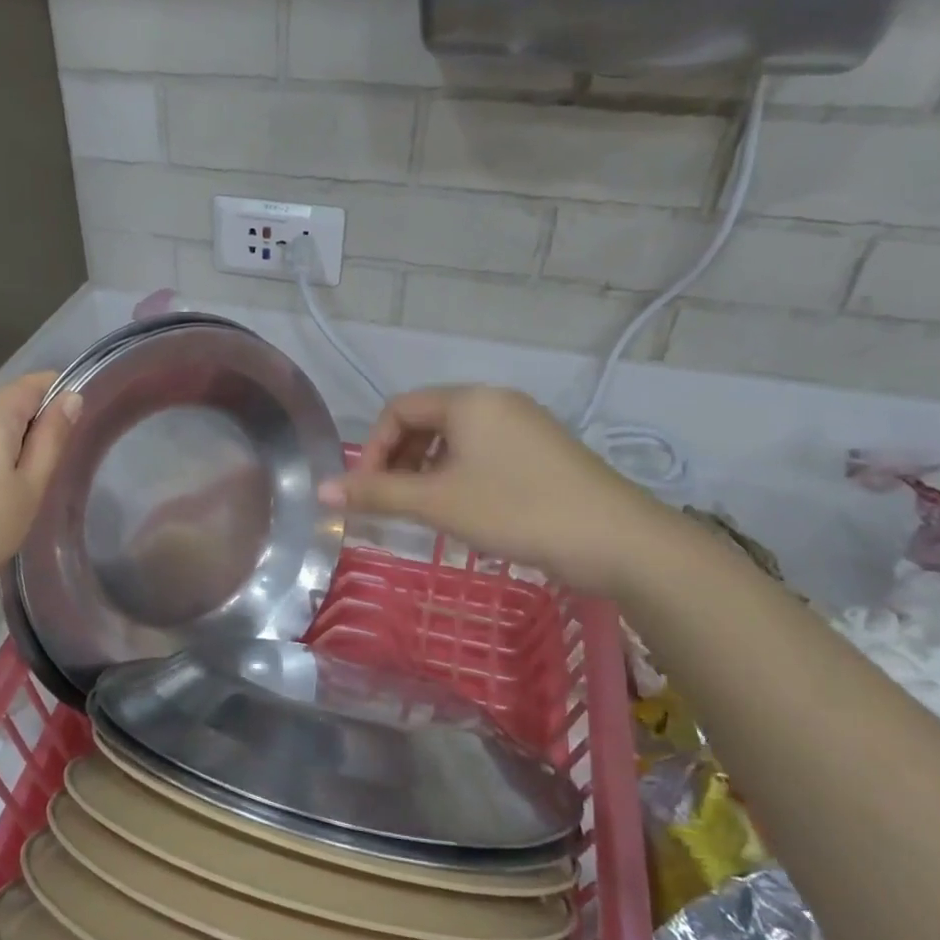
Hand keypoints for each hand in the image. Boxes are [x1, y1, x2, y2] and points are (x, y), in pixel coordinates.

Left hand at [0, 372, 80, 606]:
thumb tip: (70, 398)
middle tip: (40, 473)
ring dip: (1, 444)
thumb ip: (52, 438)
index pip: (31, 383)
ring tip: (9, 490)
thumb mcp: (30, 487)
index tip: (68, 429)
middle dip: (28, 426)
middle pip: (5, 405)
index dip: (57, 394)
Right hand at [322, 385, 677, 594]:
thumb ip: (377, 493)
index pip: (399, 409)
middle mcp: (496, 401)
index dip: (374, 447)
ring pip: (457, 439)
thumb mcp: (437, 502)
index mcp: (468, 400)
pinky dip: (461, 474)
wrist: (617, 540)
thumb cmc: (516, 510)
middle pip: (427, 420)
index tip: (368, 490)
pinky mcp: (545, 450)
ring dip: (429, 469)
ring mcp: (525, 424)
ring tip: (429, 510)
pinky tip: (468, 510)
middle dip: (401, 459)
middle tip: (396, 502)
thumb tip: (321, 491)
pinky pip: (485, 451)